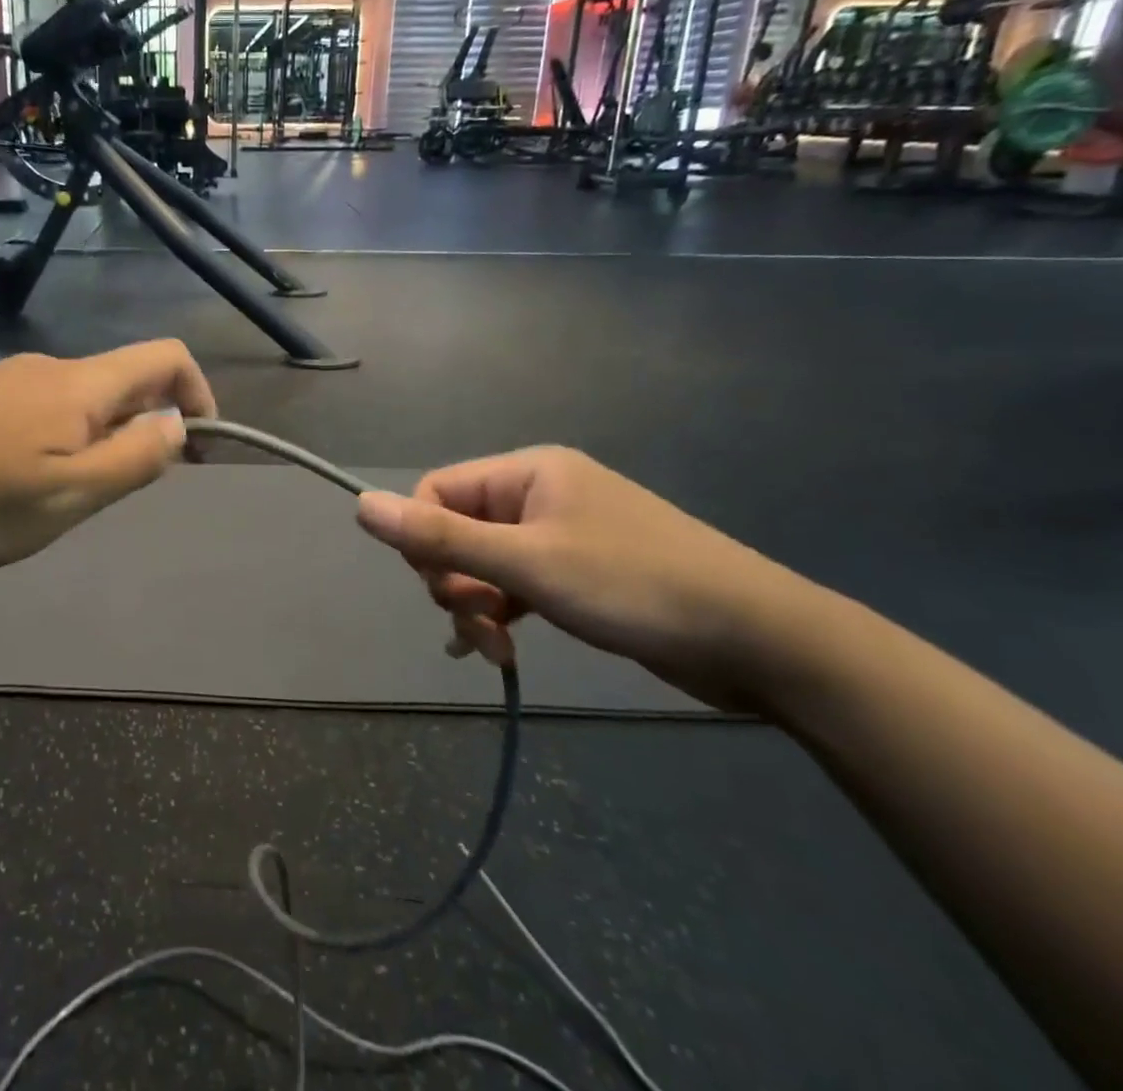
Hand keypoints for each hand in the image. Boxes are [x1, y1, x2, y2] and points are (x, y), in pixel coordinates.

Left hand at [0, 342, 215, 578]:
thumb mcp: (66, 498)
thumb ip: (134, 458)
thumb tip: (178, 423)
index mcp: (78, 384)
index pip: (165, 357)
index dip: (199, 394)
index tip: (199, 449)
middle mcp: (44, 366)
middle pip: (122, 380)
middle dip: (144, 428)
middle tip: (119, 492)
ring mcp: (2, 378)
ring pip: (79, 400)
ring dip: (99, 439)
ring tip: (62, 498)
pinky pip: (39, 408)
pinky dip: (58, 439)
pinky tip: (16, 484)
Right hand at [354, 447, 822, 710]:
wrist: (764, 640)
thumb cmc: (636, 586)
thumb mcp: (529, 563)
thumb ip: (439, 537)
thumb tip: (359, 506)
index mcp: (527, 473)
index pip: (436, 492)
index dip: (425, 543)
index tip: (447, 592)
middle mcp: (540, 493)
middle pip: (457, 529)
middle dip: (454, 581)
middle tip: (480, 625)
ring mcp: (562, 533)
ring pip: (484, 561)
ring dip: (478, 604)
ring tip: (496, 649)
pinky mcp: (579, 572)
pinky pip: (516, 583)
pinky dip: (502, 612)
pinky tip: (499, 649)